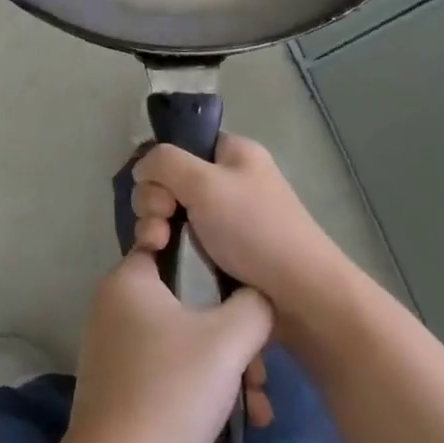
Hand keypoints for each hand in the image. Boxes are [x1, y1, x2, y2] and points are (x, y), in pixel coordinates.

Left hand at [62, 247, 272, 442]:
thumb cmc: (171, 390)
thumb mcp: (227, 340)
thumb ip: (253, 306)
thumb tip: (258, 297)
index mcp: (129, 278)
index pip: (177, 247)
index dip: (217, 266)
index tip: (248, 294)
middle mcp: (115, 302)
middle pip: (187, 300)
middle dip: (232, 335)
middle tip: (259, 370)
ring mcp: (114, 343)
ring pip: (183, 338)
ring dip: (224, 366)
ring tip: (255, 404)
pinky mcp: (119, 380)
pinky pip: (169, 365)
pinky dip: (200, 384)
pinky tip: (237, 419)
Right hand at [131, 134, 352, 323]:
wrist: (301, 297)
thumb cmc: (254, 230)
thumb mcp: (204, 183)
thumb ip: (164, 163)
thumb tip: (141, 168)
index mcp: (234, 154)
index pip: (183, 145)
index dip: (162, 165)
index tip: (160, 191)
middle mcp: (230, 182)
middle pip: (172, 181)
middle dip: (155, 202)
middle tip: (161, 224)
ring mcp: (227, 220)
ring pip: (174, 214)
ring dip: (158, 228)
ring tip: (160, 248)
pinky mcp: (224, 254)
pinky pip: (185, 242)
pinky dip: (172, 249)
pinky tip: (165, 262)